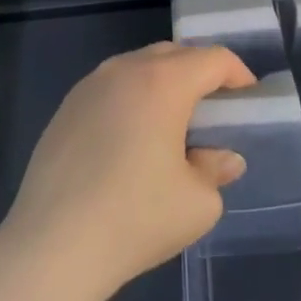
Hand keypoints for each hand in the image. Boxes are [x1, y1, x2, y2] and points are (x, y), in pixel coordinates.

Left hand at [0, 42, 252, 300]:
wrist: (52, 245)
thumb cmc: (136, 218)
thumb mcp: (197, 203)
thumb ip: (216, 170)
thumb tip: (222, 158)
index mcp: (162, 82)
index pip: (212, 59)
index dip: (237, 74)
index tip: (247, 100)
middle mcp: (124, 70)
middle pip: (173, 54)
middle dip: (199, 73)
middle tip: (214, 110)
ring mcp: (89, 86)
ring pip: (137, 67)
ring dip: (163, 83)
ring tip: (172, 123)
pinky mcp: (65, 108)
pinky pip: (110, 88)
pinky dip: (131, 99)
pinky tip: (131, 139)